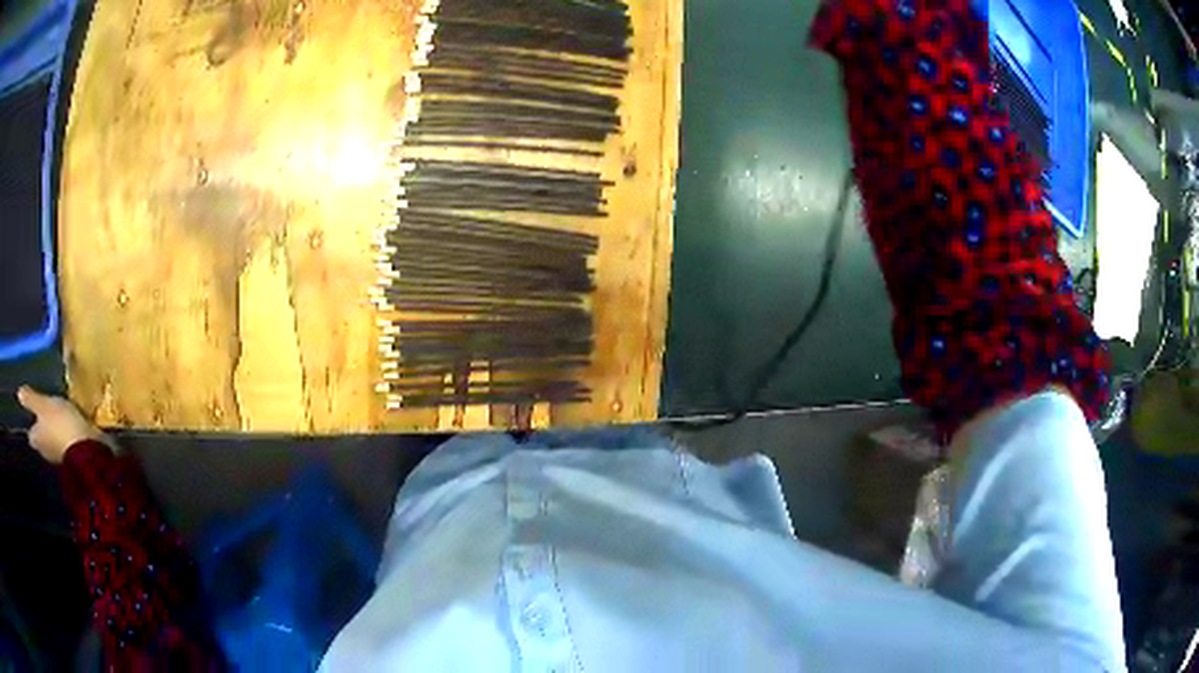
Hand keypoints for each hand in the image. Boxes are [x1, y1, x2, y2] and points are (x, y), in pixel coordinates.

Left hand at [17, 386, 112, 463]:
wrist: (87, 448)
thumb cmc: (59, 424)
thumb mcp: (43, 404)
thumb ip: (31, 399)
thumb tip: (18, 393)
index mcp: (36, 440)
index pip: (30, 432)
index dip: (31, 422)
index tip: (33, 412)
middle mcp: (45, 451)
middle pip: (41, 438)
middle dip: (43, 427)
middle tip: (46, 411)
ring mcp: (59, 456)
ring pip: (53, 440)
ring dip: (55, 430)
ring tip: (59, 414)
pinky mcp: (72, 456)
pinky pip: (65, 442)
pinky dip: (66, 434)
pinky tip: (70, 424)